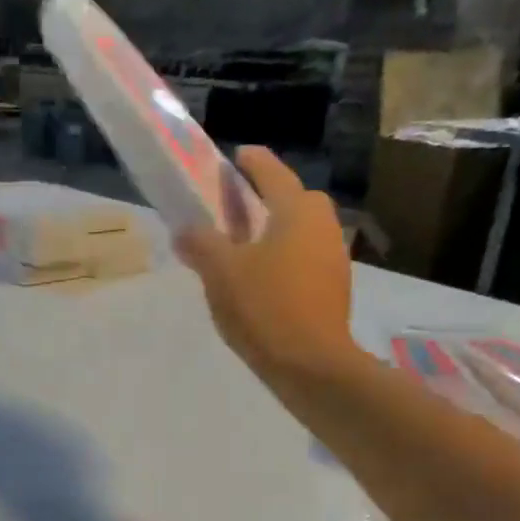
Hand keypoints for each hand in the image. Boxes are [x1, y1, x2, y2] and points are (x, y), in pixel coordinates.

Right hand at [176, 146, 356, 379]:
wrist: (311, 365)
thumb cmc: (265, 307)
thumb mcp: (221, 272)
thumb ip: (200, 244)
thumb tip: (184, 230)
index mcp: (297, 212)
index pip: (273, 174)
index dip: (253, 162)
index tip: (238, 155)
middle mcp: (323, 227)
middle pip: (296, 200)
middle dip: (271, 196)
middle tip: (241, 206)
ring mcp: (334, 259)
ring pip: (303, 232)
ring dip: (279, 230)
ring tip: (247, 245)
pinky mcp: (335, 289)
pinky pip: (307, 259)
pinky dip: (286, 258)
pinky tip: (264, 279)